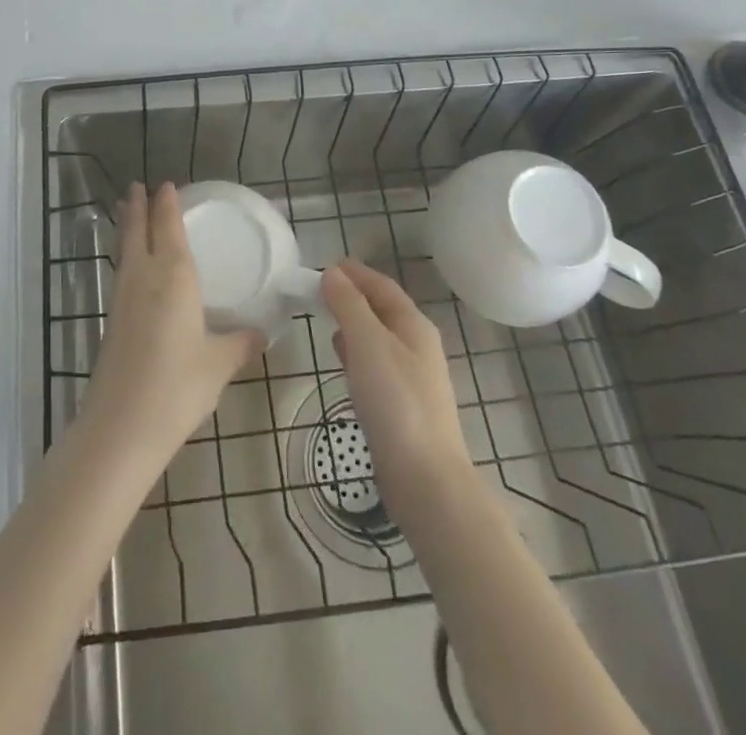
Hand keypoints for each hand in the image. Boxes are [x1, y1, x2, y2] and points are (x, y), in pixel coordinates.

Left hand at [88, 184, 264, 455]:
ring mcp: (123, 299)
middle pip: (137, 231)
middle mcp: (144, 278)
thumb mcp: (219, 364)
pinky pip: (122, 273)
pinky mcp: (113, 322)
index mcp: (174, 277)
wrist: (121, 427)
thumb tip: (262, 333)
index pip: (168, 227)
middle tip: (137, 187)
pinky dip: (127, 256)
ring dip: (128, 228)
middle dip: (137, 207)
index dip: (166, 205)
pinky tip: (134, 269)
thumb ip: (240, 344)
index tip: (165, 185)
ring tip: (128, 214)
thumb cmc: (178, 386)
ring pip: (126, 251)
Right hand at [323, 260, 471, 507]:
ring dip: (354, 324)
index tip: (327, 265)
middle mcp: (417, 346)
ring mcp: (412, 378)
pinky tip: (342, 361)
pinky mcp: (402, 406)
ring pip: (379, 338)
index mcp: (414, 326)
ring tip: (326, 319)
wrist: (426, 480)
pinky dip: (356, 353)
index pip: (383, 286)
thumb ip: (349, 306)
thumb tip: (332, 273)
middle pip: (383, 310)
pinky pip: (376, 364)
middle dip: (353, 296)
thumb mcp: (368, 344)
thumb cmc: (397, 403)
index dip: (356, 273)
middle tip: (319, 290)